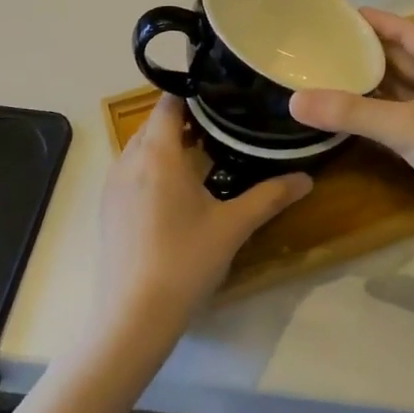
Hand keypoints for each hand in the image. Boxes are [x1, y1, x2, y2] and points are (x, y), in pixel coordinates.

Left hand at [93, 95, 312, 343]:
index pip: (168, 102)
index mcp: (157, 154)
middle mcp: (128, 160)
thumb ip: (270, 196)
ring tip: (204, 157)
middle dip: (185, 121)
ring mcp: (112, 186)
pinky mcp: (106, 209)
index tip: (222, 97)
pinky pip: (130, 171)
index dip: (193, 94)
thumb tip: (307, 179)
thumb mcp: (233, 226)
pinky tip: (177, 195)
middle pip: (154, 124)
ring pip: (140, 148)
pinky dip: (152, 169)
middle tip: (223, 128)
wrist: (132, 318)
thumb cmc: (185, 261)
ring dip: (167, 146)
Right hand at [290, 8, 413, 238]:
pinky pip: (400, 118)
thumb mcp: (406, 127)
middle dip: (369, 50)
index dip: (380, 20)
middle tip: (328, 45)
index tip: (344, 15)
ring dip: (372, 82)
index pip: (409, 31)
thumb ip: (353, 113)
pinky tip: (352, 118)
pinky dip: (377, 113)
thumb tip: (296, 100)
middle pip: (402, 58)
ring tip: (332, 75)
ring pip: (401, 90)